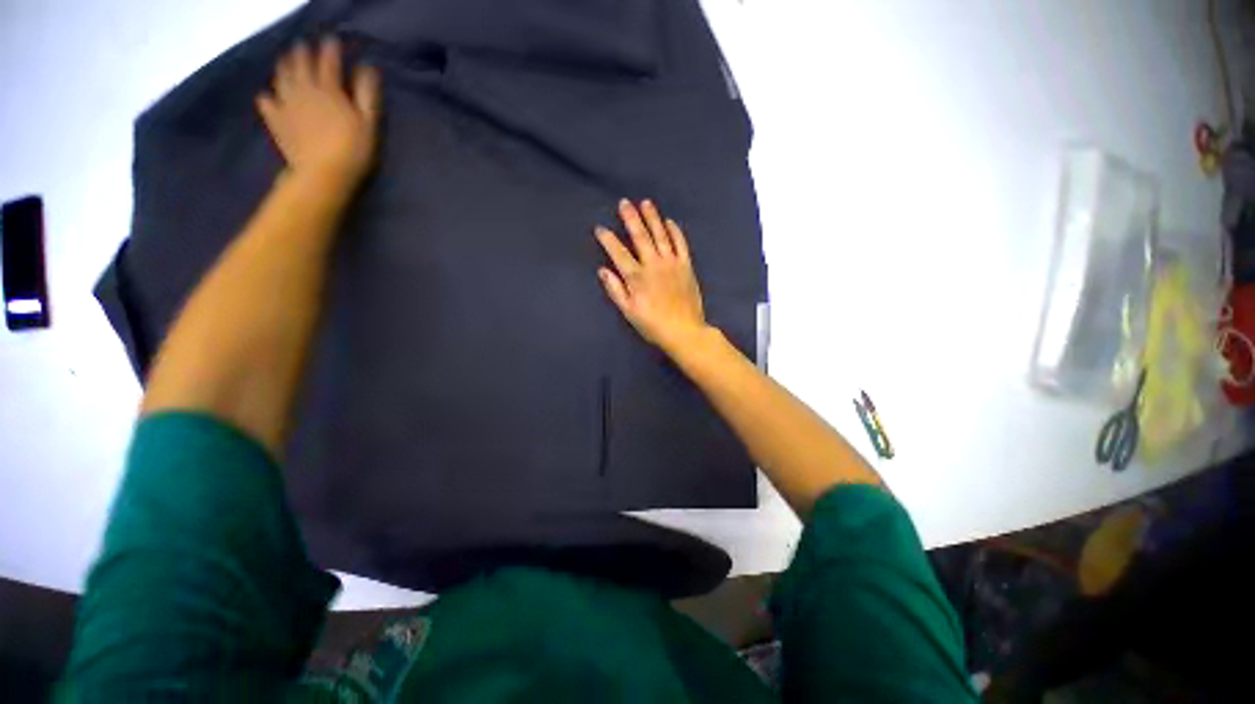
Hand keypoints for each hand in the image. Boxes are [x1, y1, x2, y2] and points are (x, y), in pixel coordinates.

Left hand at [257, 37, 380, 184]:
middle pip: (300, 64)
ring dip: (283, 66)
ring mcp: (286, 104)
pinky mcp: (276, 120)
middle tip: (304, 47)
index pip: (329, 61)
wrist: (322, 175)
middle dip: (303, 53)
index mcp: (328, 90)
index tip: (332, 40)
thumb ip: (367, 95)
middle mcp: (303, 90)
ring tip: (285, 61)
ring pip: (281, 77)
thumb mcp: (368, 124)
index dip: (331, 49)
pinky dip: (267, 96)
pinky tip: (268, 96)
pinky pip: (266, 102)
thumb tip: (367, 69)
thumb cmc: (352, 151)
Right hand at [596, 200, 709, 353]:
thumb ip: (615, 290)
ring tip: (646, 203)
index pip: (618, 253)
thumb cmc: (653, 325)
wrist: (684, 331)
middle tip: (624, 202)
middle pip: (640, 237)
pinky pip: (681, 244)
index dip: (608, 239)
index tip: (600, 228)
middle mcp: (653, 265)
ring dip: (652, 218)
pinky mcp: (686, 266)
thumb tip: (603, 270)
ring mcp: (672, 263)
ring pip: (660, 235)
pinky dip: (675, 231)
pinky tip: (670, 221)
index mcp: (636, 277)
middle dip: (631, 218)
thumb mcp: (629, 312)